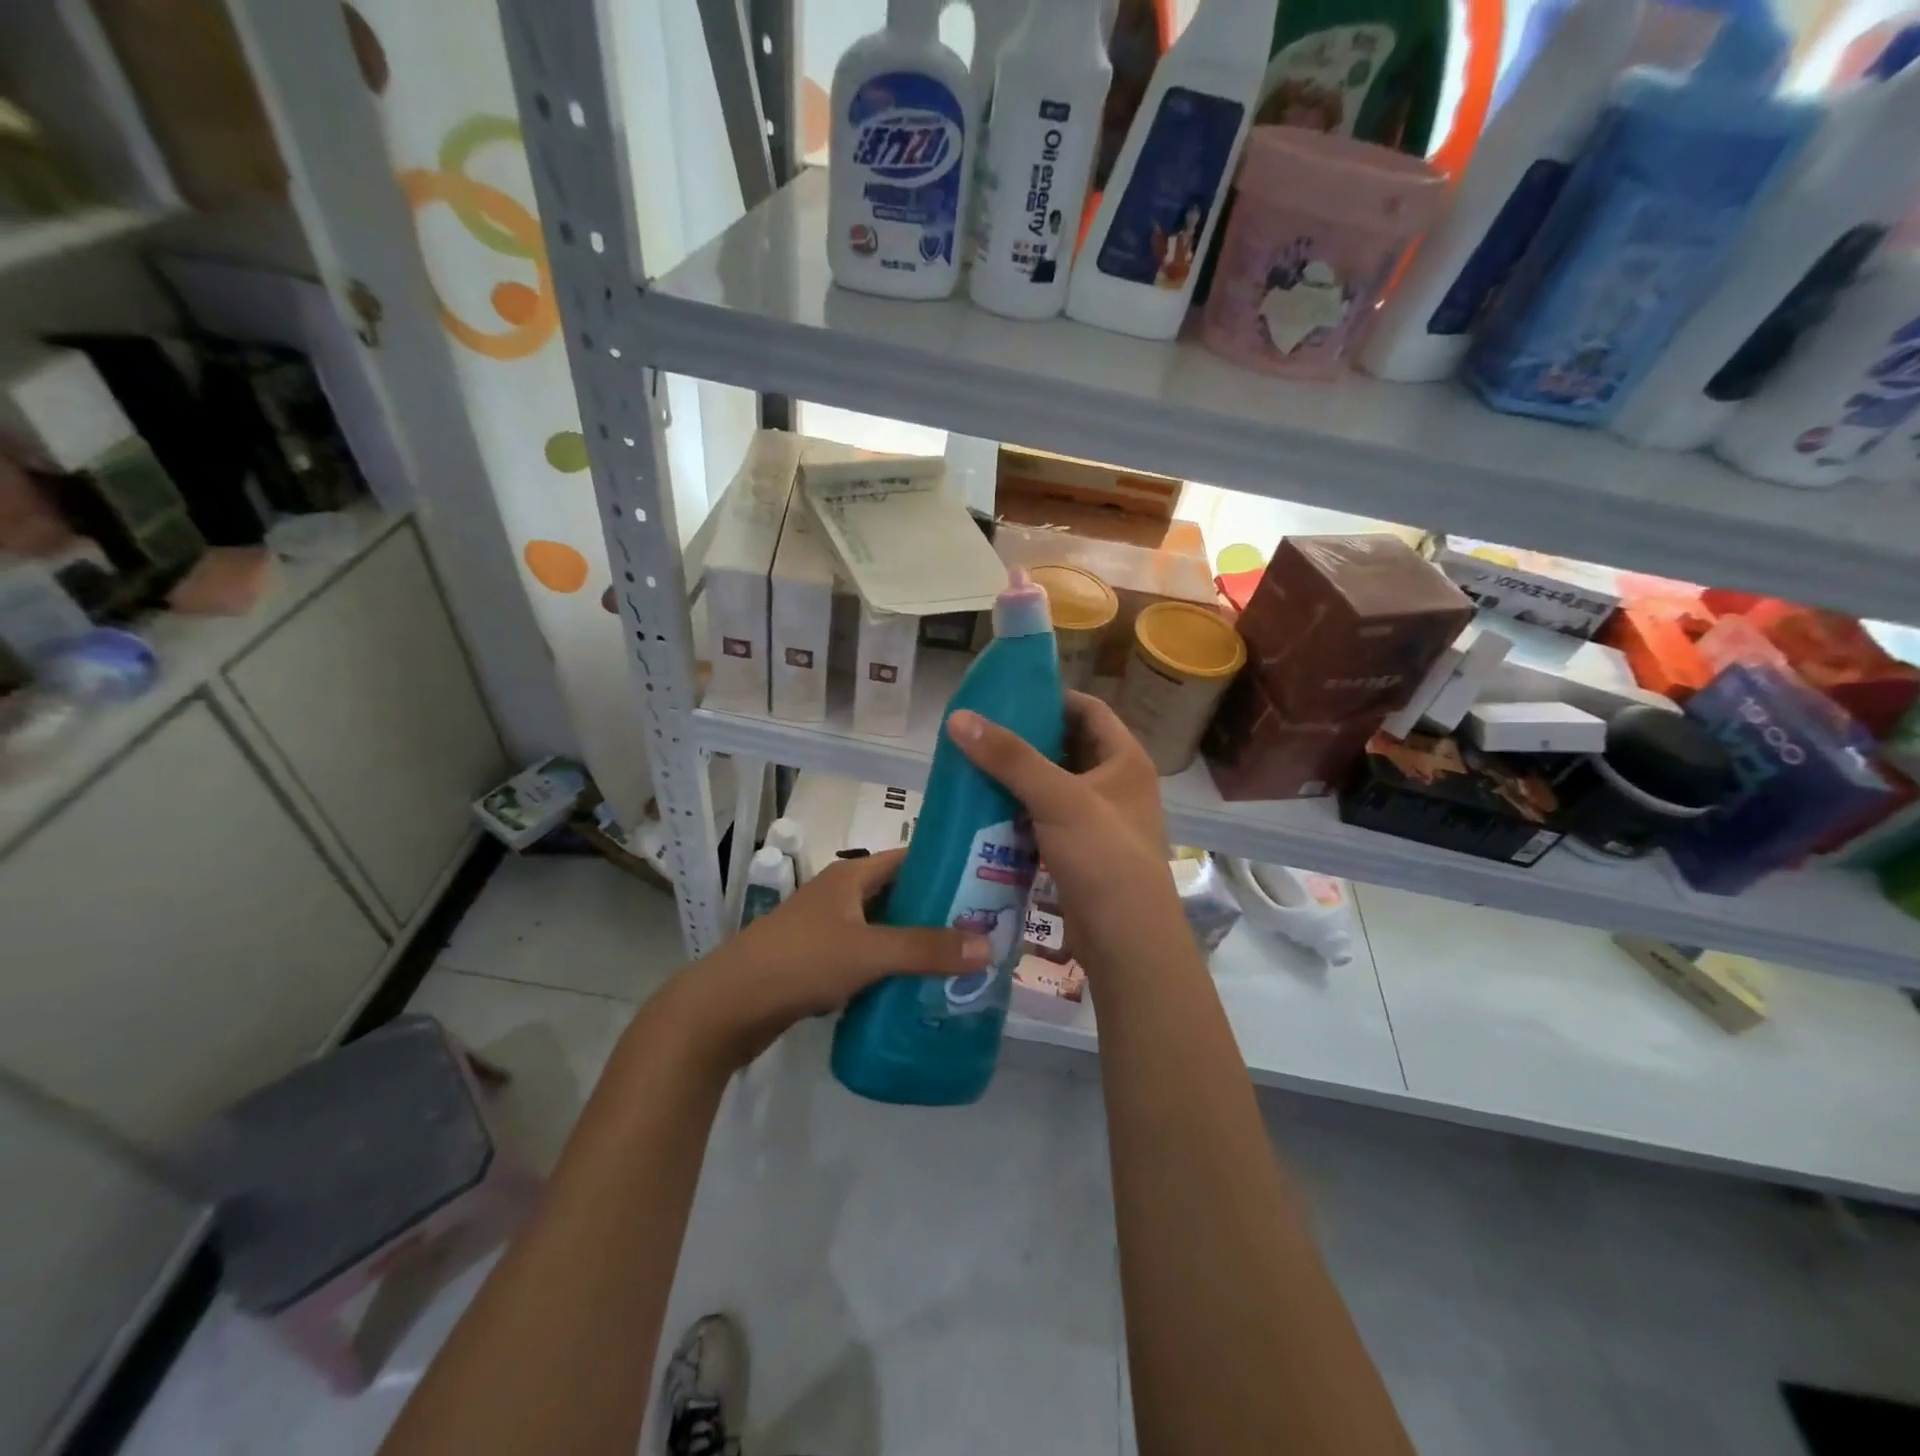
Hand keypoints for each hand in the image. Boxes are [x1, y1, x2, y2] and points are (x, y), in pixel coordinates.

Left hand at [672, 848, 991, 1068]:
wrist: (726, 1007)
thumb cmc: (799, 962)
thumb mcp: (868, 951)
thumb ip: (926, 949)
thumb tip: (989, 946)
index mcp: (851, 876)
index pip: (908, 859)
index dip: (946, 866)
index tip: (987, 881)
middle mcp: (841, 896)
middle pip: (900, 897)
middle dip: (938, 913)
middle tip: (984, 931)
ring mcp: (828, 931)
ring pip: (884, 932)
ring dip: (916, 946)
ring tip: (962, 963)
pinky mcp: (819, 964)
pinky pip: (867, 961)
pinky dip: (891, 971)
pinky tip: (919, 990)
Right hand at [947, 691, 1176, 967]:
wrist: (1126, 940)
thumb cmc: (1103, 858)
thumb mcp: (1058, 799)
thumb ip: (1010, 757)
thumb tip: (959, 717)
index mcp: (1125, 760)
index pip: (1088, 710)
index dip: (1051, 699)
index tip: (1006, 698)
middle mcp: (1116, 785)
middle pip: (1067, 747)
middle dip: (1026, 740)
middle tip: (979, 733)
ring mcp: (1099, 820)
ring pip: (1053, 785)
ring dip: (1019, 778)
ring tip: (974, 766)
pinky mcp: (1080, 851)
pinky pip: (1045, 819)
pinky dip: (1019, 812)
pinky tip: (985, 811)